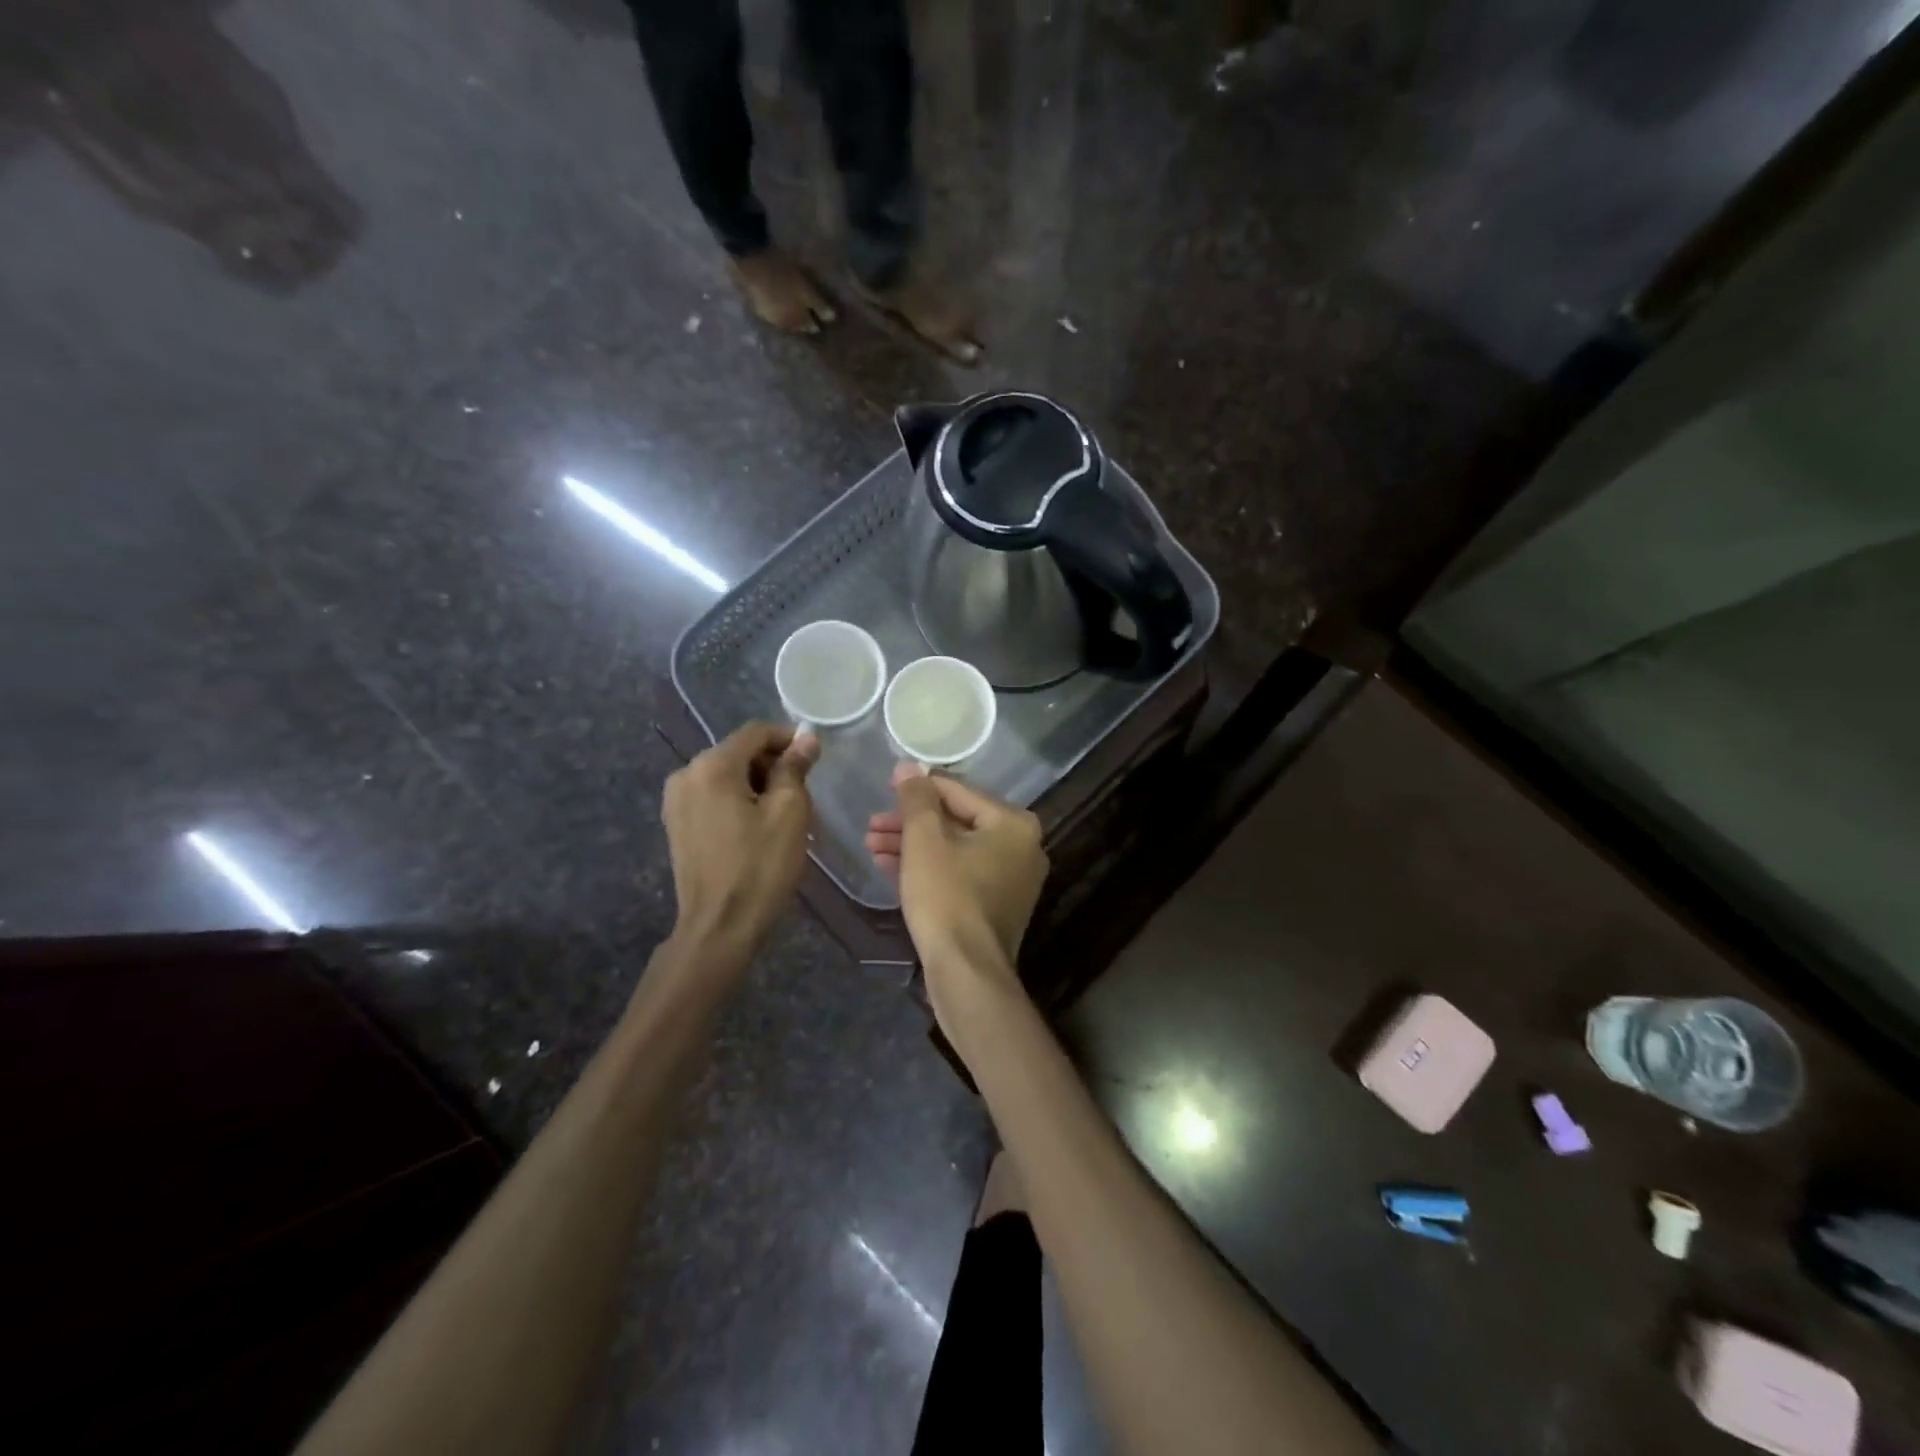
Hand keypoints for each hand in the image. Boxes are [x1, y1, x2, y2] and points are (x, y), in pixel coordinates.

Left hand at [662, 722, 818, 964]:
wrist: (719, 927)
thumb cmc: (760, 866)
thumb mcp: (789, 812)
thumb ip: (795, 768)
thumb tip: (806, 738)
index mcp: (712, 766)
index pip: (756, 732)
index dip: (788, 738)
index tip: (815, 757)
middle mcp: (686, 774)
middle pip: (738, 752)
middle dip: (772, 763)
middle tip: (803, 791)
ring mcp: (676, 801)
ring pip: (726, 775)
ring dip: (757, 784)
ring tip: (783, 813)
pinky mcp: (676, 824)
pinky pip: (713, 796)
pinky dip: (738, 800)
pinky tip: (757, 827)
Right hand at [865, 764, 1048, 990]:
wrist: (966, 972)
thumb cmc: (947, 896)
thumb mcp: (924, 840)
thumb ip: (916, 798)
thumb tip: (909, 766)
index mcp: (1013, 823)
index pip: (959, 791)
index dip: (919, 787)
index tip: (886, 785)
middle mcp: (1021, 847)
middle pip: (956, 821)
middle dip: (910, 822)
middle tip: (872, 824)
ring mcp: (1011, 879)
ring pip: (954, 849)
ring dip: (913, 845)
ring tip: (871, 845)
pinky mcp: (996, 905)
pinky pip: (959, 873)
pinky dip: (928, 868)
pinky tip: (889, 866)